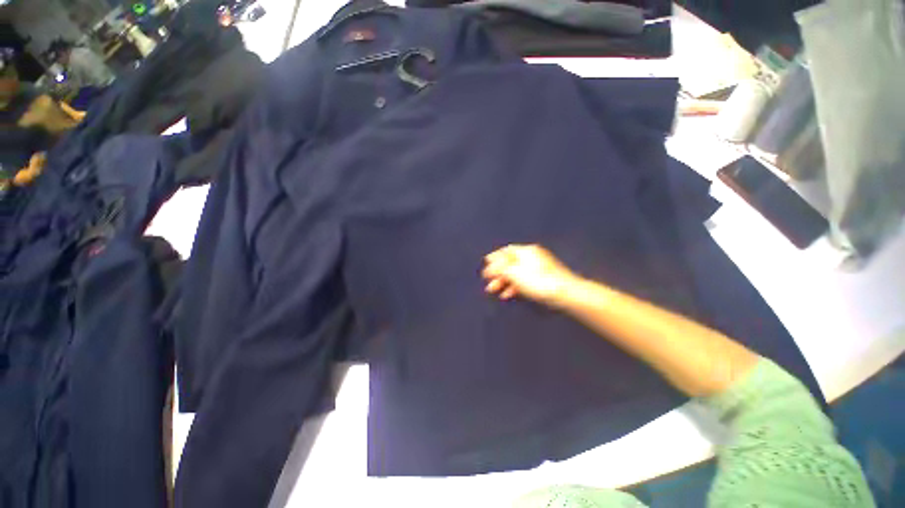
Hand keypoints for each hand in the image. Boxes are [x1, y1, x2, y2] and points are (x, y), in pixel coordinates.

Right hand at [482, 244, 580, 306]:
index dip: (494, 258)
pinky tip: (507, 295)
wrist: (565, 293)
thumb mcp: (513, 272)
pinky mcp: (542, 279)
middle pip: (510, 263)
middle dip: (497, 273)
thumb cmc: (536, 280)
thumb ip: (499, 268)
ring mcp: (538, 268)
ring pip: (516, 273)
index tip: (485, 265)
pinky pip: (524, 280)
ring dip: (504, 281)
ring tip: (494, 290)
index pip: (506, 251)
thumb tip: (489, 264)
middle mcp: (532, 256)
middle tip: (487, 282)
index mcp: (526, 251)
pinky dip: (514, 286)